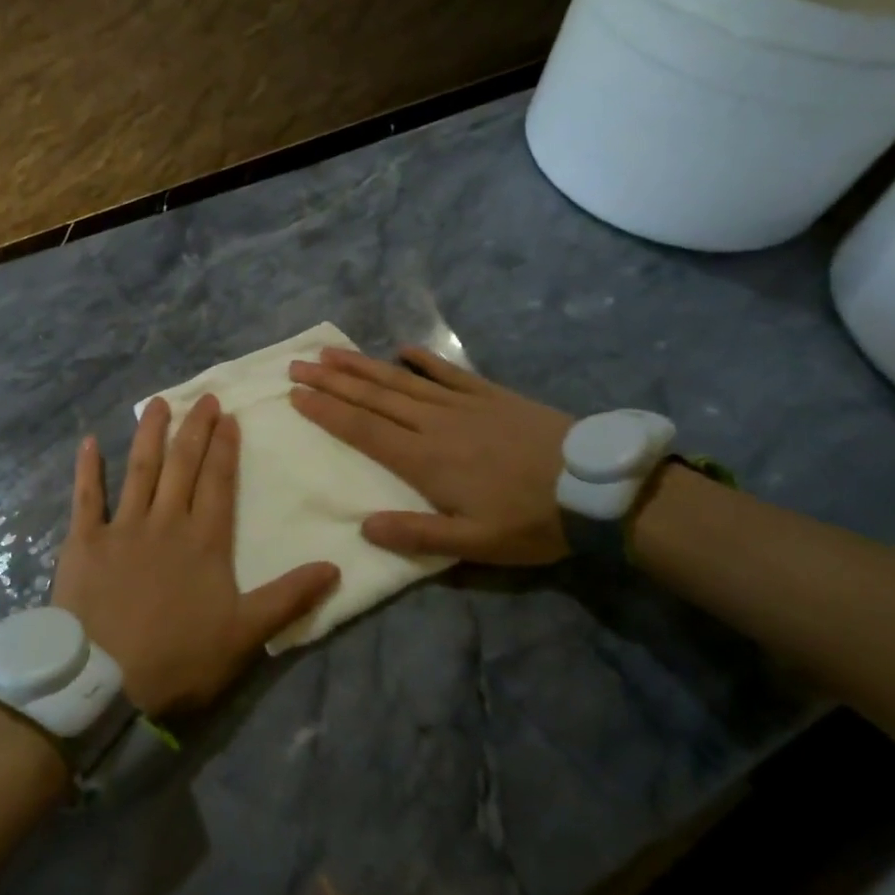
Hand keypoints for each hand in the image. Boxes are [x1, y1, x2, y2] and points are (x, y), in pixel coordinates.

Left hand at [50, 394, 339, 715]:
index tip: (228, 417)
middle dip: (194, 429)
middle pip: (182, 466)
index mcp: (204, 541)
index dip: (224, 448)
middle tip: (202, 397)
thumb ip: (288, 597)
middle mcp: (165, 522)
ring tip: (157, 403)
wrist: (106, 682)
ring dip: (149, 434)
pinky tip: (88, 441)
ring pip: (139, 469)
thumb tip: (335, 566)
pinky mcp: (84, 542)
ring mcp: (122, 528)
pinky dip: (87, 468)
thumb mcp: (245, 635)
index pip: (218, 482)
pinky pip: (86, 497)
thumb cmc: (179, 659)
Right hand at [287, 346, 572, 565]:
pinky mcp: (490, 395)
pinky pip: (449, 373)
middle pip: (373, 398)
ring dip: (362, 366)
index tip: (296, 395)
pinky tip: (403, 349)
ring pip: (401, 380)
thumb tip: (363, 527)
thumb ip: (417, 536)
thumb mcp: (475, 545)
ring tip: (330, 352)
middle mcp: (434, 424)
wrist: (598, 487)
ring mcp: (462, 405)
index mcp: (425, 460)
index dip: (327, 412)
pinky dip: (424, 360)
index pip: (363, 430)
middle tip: (297, 365)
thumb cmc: (532, 521)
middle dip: (331, 381)